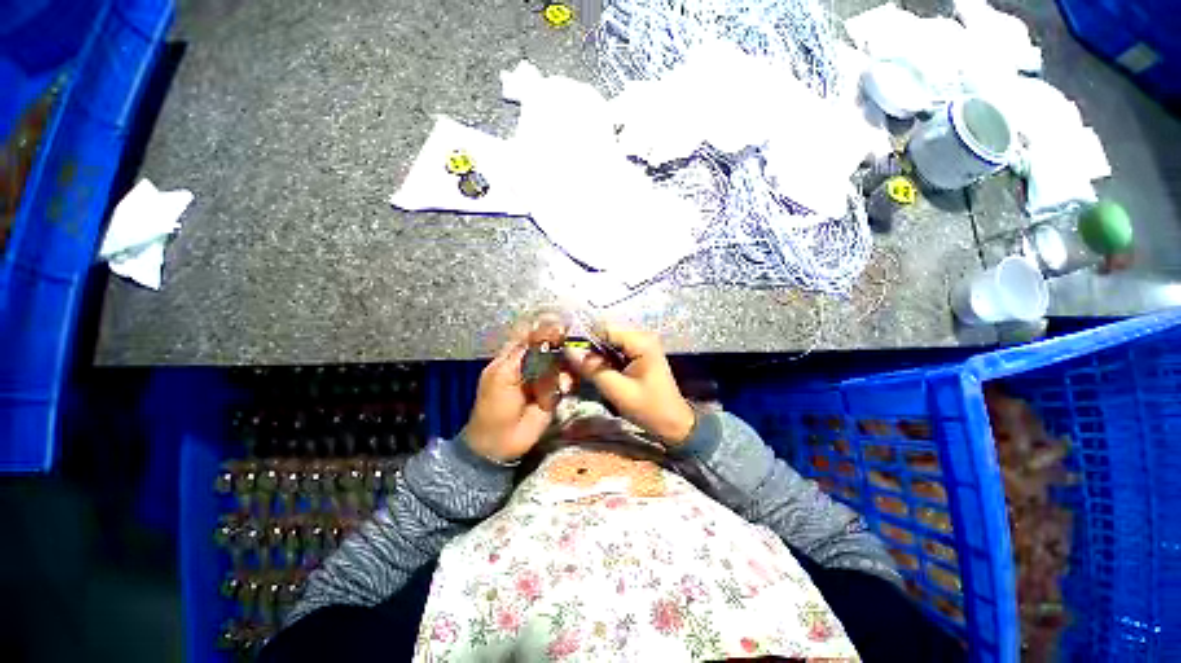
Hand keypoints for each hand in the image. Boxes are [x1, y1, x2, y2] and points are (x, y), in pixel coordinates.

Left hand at [465, 339, 564, 463]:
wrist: (500, 442)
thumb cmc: (494, 406)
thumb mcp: (503, 375)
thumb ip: (523, 352)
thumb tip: (542, 330)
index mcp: (513, 356)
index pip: (531, 335)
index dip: (545, 328)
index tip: (561, 323)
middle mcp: (531, 363)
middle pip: (550, 346)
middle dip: (559, 345)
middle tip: (569, 344)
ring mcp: (545, 378)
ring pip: (561, 362)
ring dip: (565, 366)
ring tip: (563, 377)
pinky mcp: (555, 392)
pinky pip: (567, 380)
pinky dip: (568, 382)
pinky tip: (564, 388)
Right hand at [563, 324, 695, 444]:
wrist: (673, 424)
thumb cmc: (649, 408)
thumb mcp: (617, 390)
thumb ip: (592, 369)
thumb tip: (568, 350)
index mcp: (641, 341)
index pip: (604, 329)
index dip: (583, 338)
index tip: (565, 352)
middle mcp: (641, 337)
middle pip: (605, 334)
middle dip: (587, 349)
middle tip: (570, 365)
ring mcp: (640, 345)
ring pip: (607, 343)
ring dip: (593, 355)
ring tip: (578, 370)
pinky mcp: (637, 355)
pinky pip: (613, 351)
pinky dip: (602, 360)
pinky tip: (593, 372)